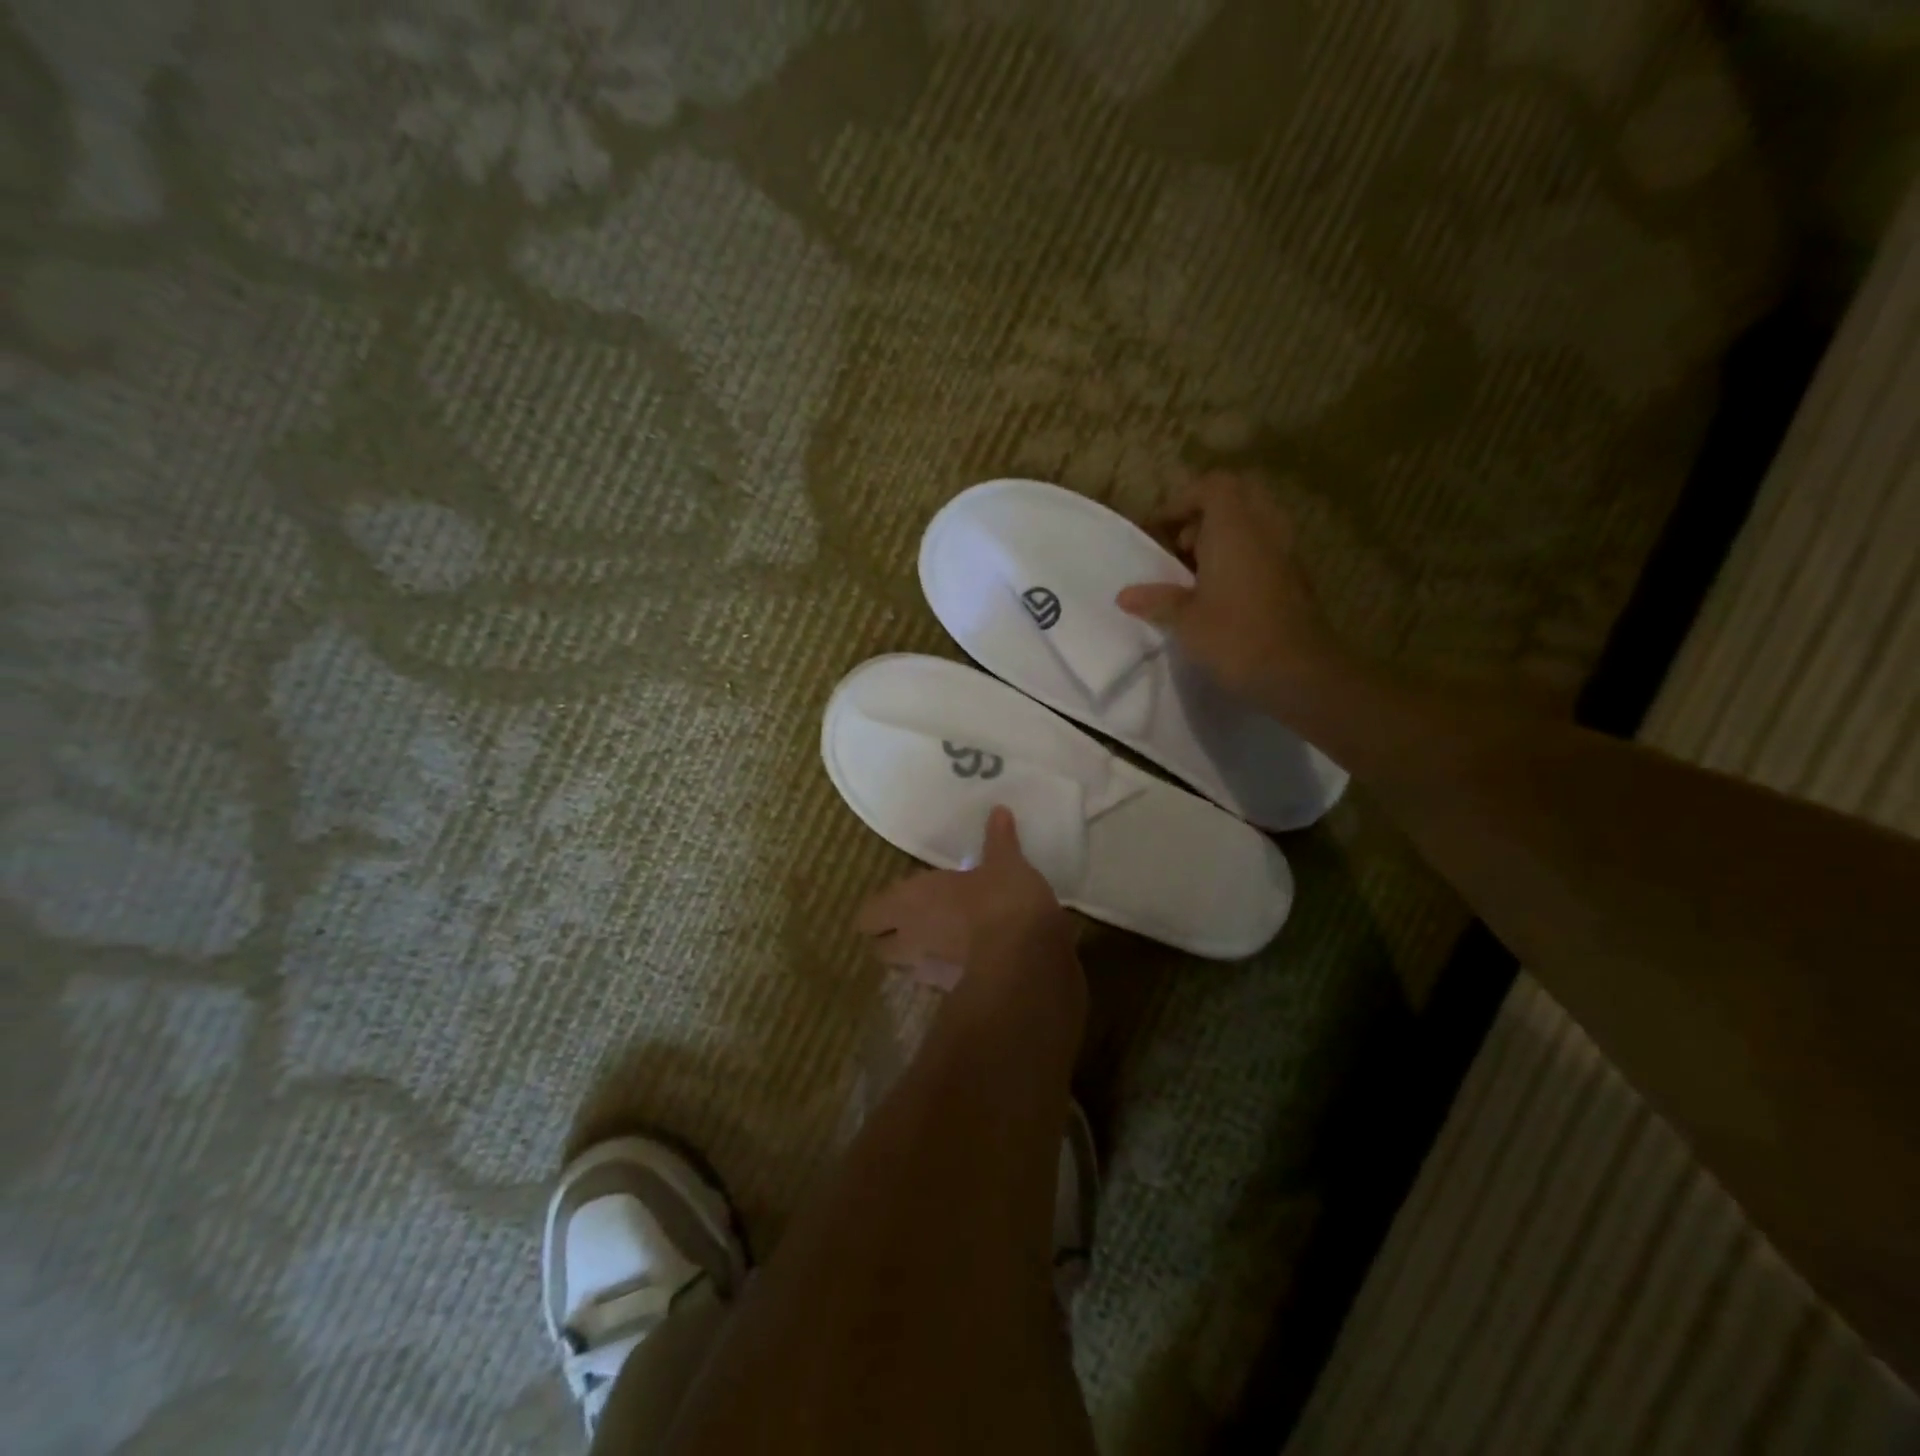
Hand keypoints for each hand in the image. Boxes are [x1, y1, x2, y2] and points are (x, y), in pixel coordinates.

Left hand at [854, 807, 1076, 989]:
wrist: (1026, 959)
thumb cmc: (1003, 900)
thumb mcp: (1006, 863)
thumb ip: (998, 840)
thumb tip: (999, 810)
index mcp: (910, 901)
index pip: (867, 916)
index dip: (878, 912)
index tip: (895, 904)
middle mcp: (909, 937)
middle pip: (879, 949)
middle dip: (890, 939)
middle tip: (912, 924)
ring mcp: (927, 971)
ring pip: (903, 970)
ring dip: (913, 960)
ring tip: (936, 944)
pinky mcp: (952, 994)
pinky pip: (935, 984)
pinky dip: (942, 976)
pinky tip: (963, 963)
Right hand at [1115, 472, 1341, 704]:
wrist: (1298, 673)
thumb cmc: (1235, 637)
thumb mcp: (1185, 620)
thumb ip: (1156, 600)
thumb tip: (1125, 595)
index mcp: (1235, 528)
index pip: (1214, 486)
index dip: (1183, 501)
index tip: (1160, 530)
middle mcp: (1265, 529)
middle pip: (1238, 496)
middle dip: (1205, 513)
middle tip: (1181, 546)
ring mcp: (1285, 551)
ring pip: (1254, 522)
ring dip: (1224, 536)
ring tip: (1196, 572)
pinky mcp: (1295, 576)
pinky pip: (1265, 547)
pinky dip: (1242, 555)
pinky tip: (1221, 592)